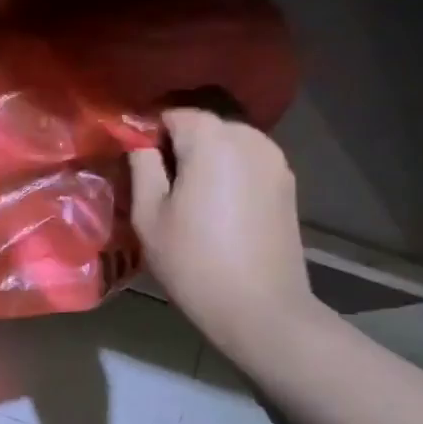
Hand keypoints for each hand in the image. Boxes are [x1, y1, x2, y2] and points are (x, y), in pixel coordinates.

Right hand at [128, 108, 322, 360]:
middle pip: (203, 125)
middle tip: (158, 184)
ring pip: (227, 144)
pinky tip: (218, 209)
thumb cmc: (194, 262)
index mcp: (212, 139)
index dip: (148, 134)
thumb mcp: (149, 215)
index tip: (135, 164)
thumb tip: (138, 141)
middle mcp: (249, 137)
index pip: (171, 114)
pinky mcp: (287, 184)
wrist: (260, 309)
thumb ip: (143, 166)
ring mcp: (274, 159)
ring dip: (206, 160)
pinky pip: (248, 163)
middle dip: (178, 145)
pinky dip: (229, 174)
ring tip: (188, 198)